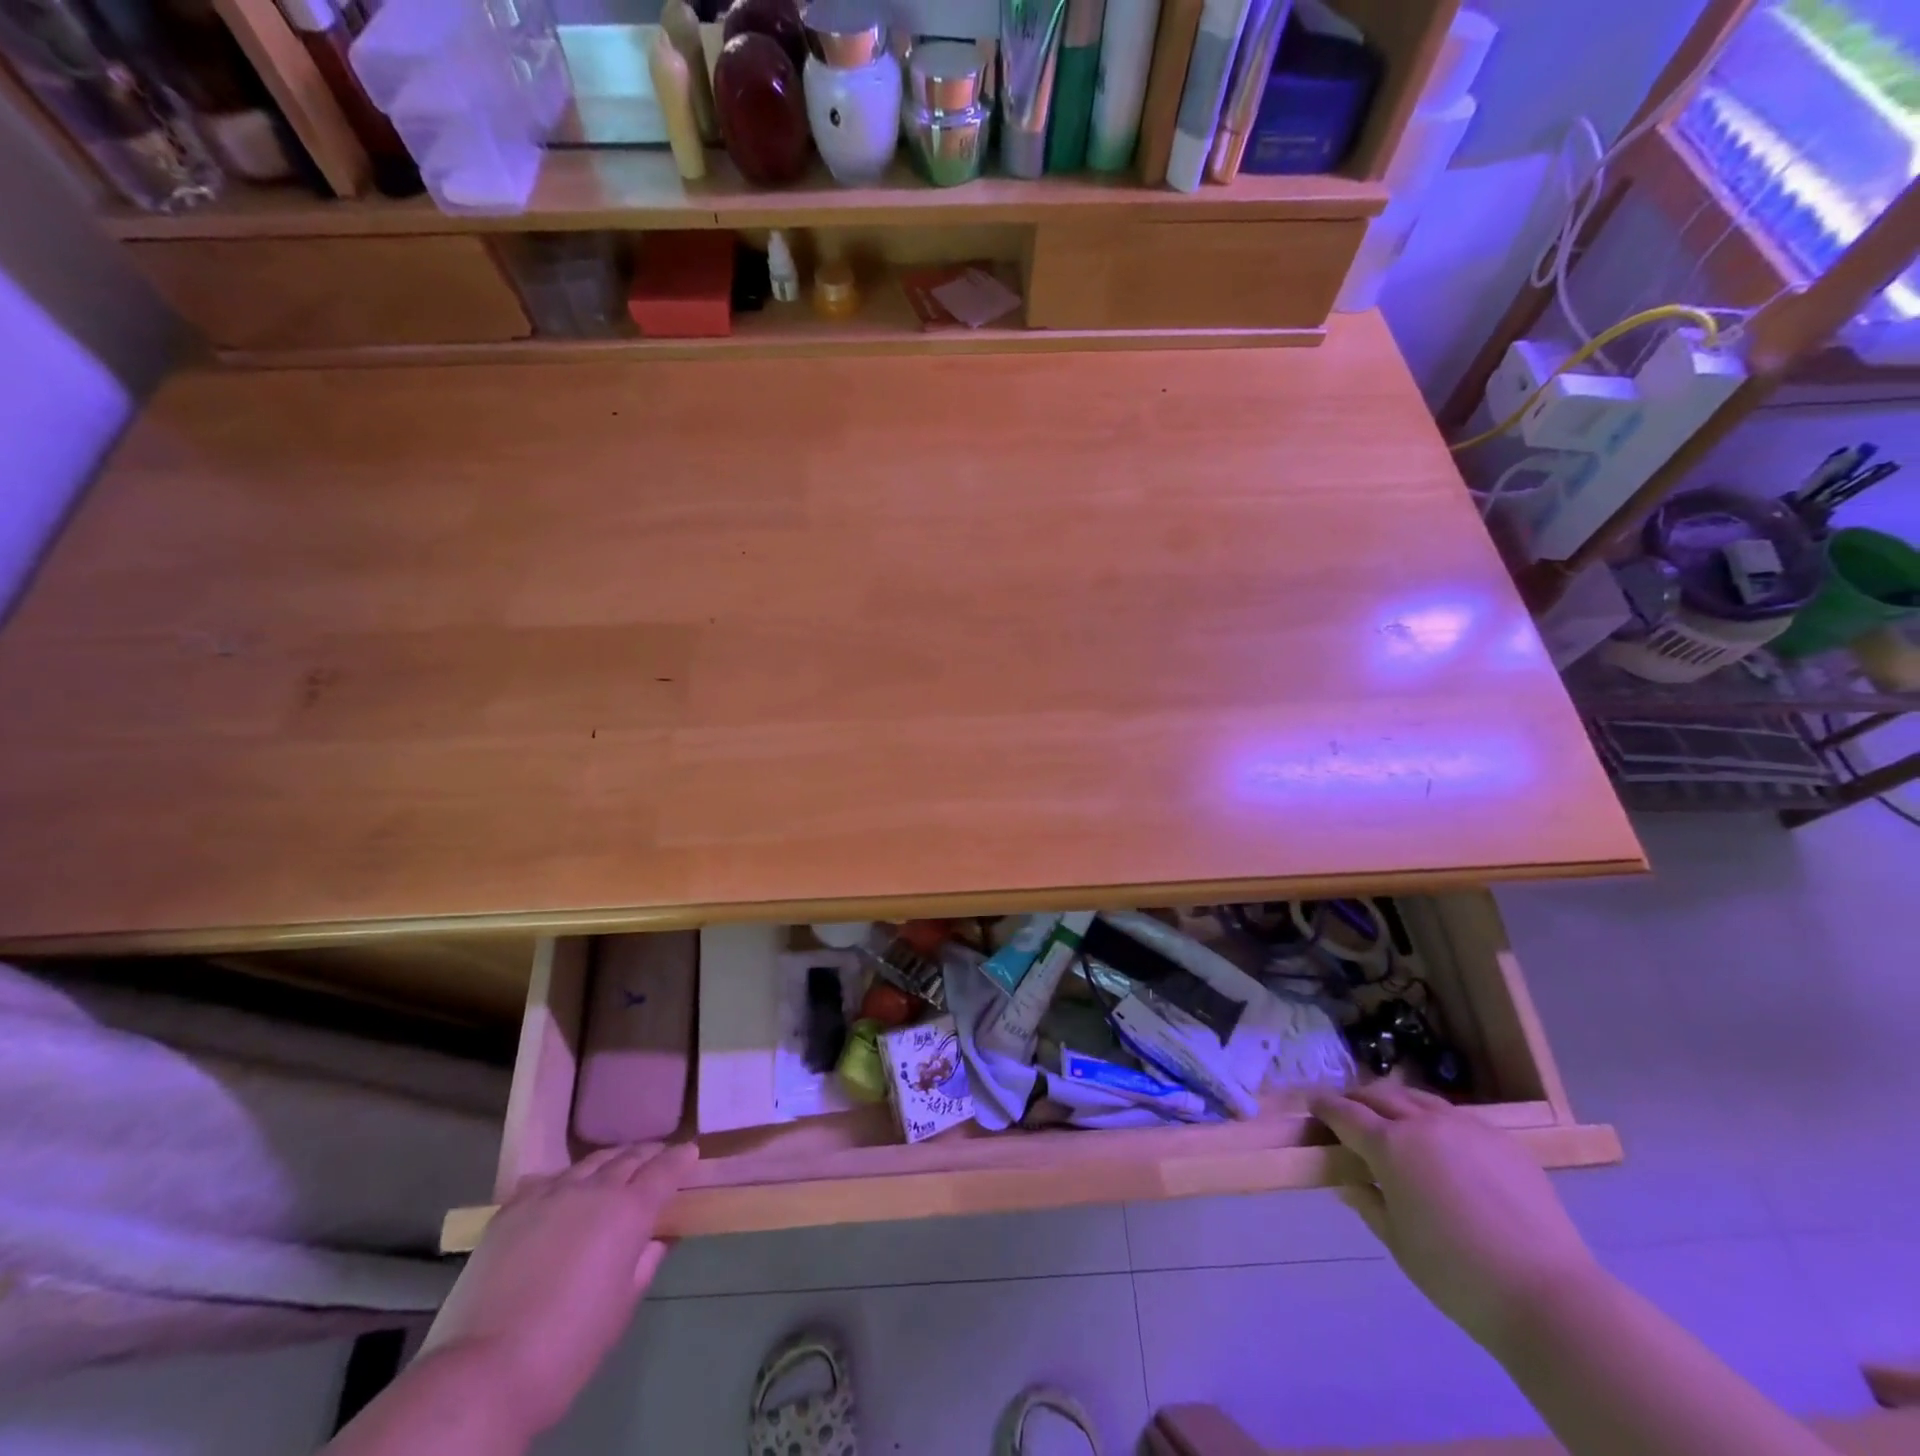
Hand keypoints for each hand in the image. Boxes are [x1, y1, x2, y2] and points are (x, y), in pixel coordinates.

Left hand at [422, 1143, 697, 1440]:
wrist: (484, 1371)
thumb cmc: (568, 1346)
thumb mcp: (622, 1307)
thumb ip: (644, 1262)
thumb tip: (657, 1239)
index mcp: (629, 1211)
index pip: (665, 1170)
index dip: (680, 1158)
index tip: (690, 1152)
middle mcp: (594, 1190)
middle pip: (628, 1158)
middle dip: (648, 1155)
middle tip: (658, 1157)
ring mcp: (549, 1195)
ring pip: (589, 1163)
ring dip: (610, 1162)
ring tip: (616, 1166)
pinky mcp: (511, 1210)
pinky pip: (548, 1181)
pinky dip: (567, 1179)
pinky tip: (565, 1188)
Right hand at [1313, 1084, 1601, 1350]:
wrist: (1548, 1295)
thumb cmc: (1457, 1275)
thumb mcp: (1397, 1242)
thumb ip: (1367, 1202)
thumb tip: (1348, 1181)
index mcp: (1389, 1146)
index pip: (1344, 1113)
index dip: (1324, 1107)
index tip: (1312, 1104)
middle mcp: (1422, 1124)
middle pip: (1379, 1096)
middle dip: (1358, 1099)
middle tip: (1348, 1111)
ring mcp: (1466, 1127)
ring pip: (1419, 1099)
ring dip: (1397, 1102)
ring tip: (1392, 1118)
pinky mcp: (1503, 1140)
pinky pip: (1457, 1116)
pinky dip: (1435, 1119)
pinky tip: (1442, 1142)